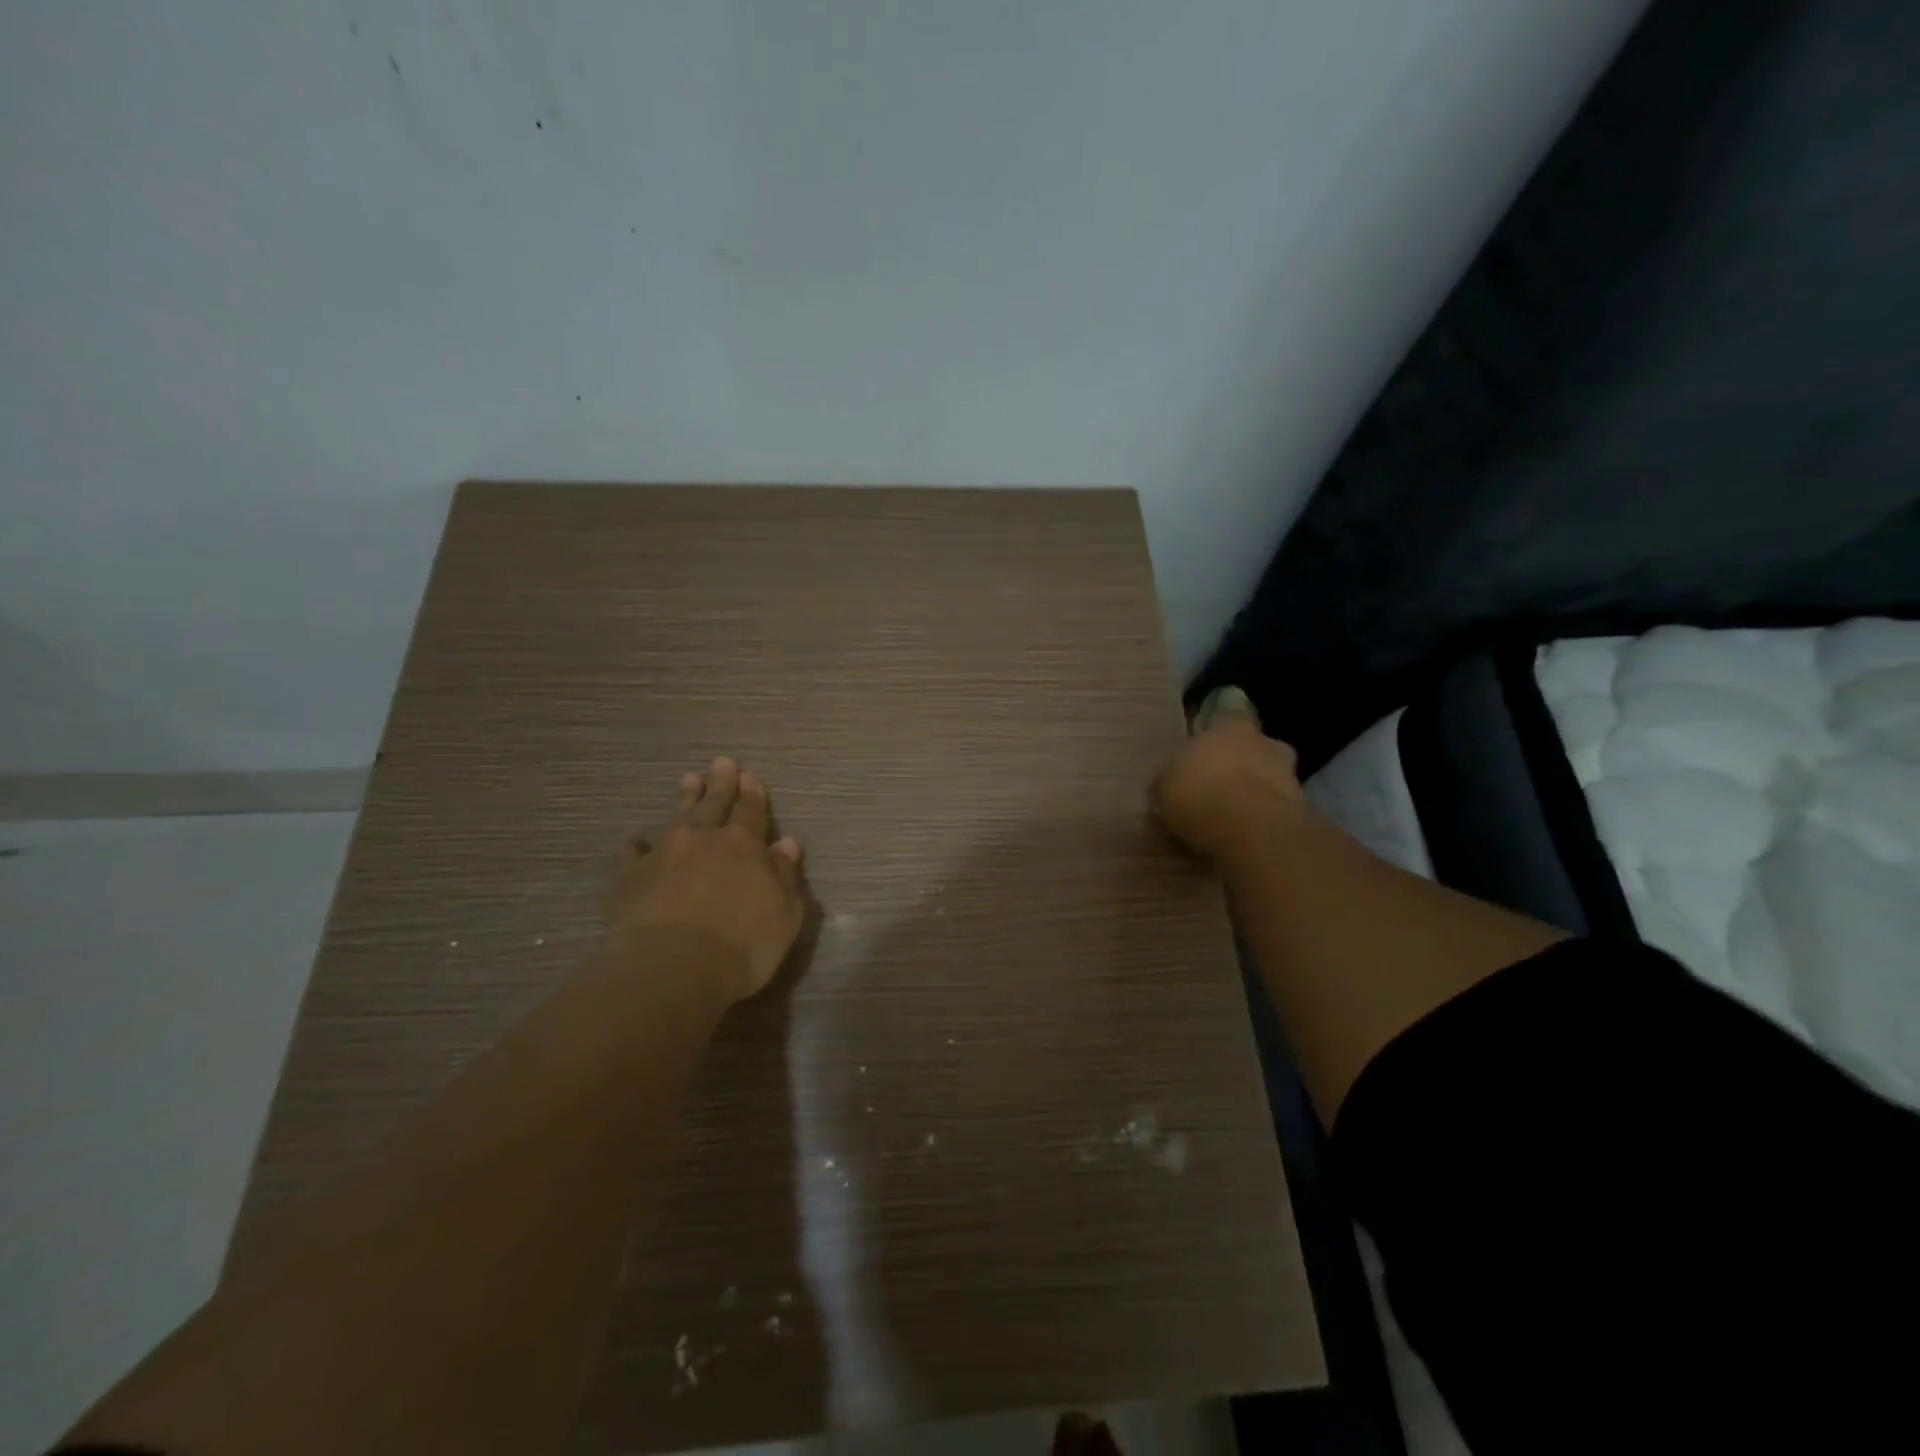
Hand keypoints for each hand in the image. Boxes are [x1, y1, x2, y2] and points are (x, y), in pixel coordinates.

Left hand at [605, 758, 807, 1003]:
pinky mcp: (630, 878)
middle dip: (720, 784)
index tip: (750, 775)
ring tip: (688, 779)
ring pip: (677, 817)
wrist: (673, 966)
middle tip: (721, 763)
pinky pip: (632, 853)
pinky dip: (636, 845)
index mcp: (744, 845)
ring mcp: (663, 854)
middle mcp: (703, 840)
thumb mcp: (784, 913)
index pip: (751, 811)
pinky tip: (635, 841)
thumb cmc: (743, 944)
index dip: (753, 793)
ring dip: (684, 799)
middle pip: (714, 804)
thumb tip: (788, 843)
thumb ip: (785, 875)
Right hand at [1150, 706, 1306, 865]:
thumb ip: (1169, 778)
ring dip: (1256, 792)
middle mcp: (1265, 742)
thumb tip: (1166, 780)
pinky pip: (1278, 808)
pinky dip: (1265, 817)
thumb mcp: (1163, 785)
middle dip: (1241, 764)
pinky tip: (1247, 834)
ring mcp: (1288, 774)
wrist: (1251, 830)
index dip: (1217, 737)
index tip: (1205, 754)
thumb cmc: (1199, 794)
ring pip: (1270, 778)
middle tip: (1220, 787)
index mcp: (1230, 726)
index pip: (1229, 717)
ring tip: (1233, 816)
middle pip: (1254, 748)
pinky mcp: (1301, 808)